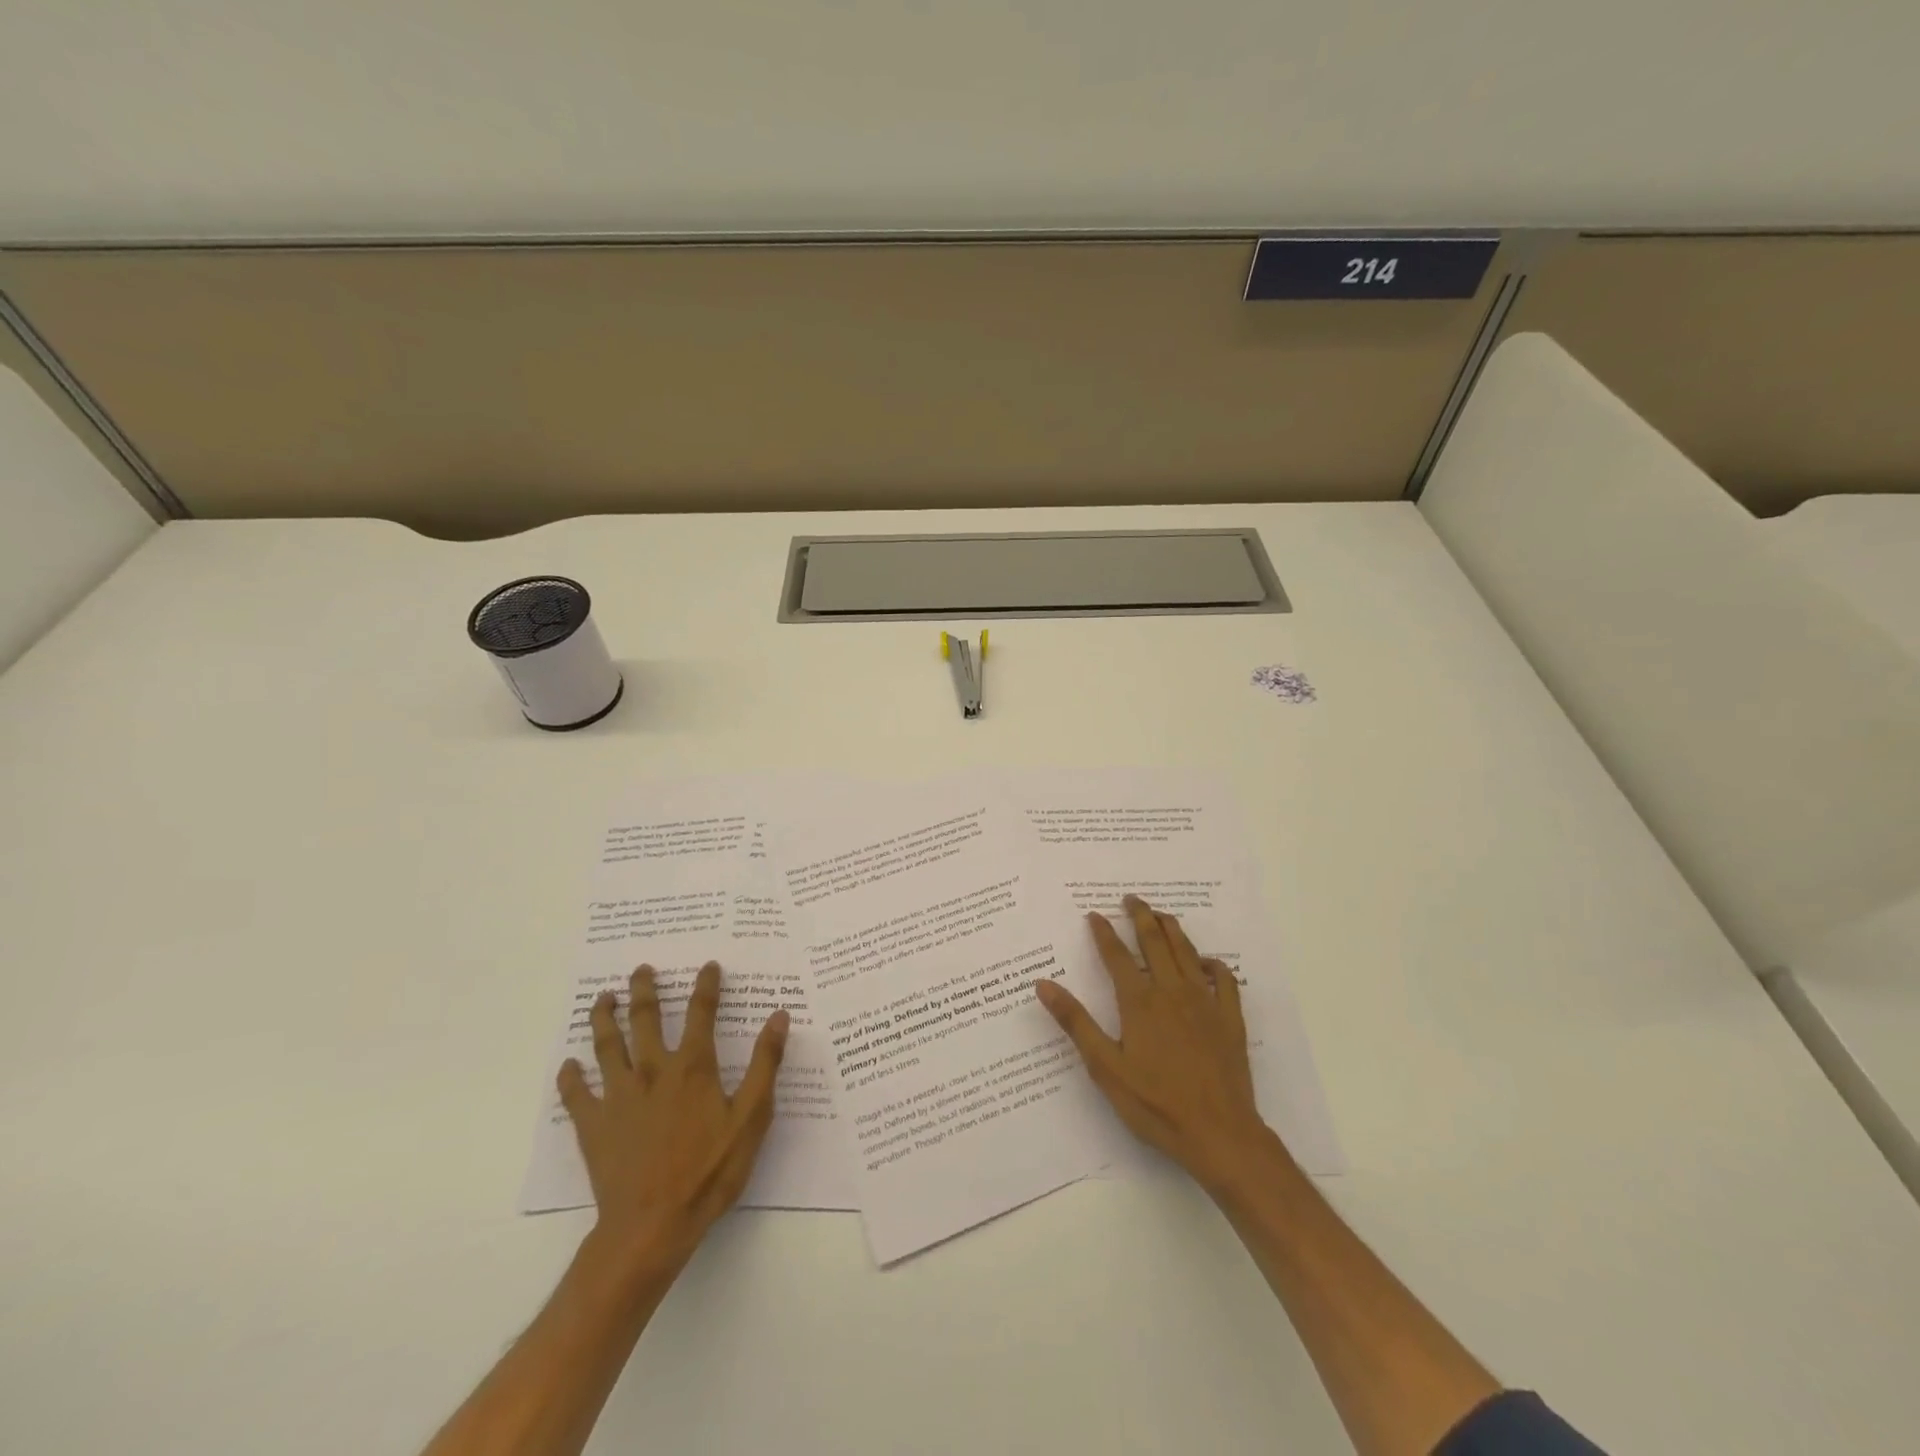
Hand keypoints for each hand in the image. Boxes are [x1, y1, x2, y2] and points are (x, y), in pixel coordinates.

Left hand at [558, 961, 789, 1273]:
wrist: (652, 1226)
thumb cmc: (709, 1171)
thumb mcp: (752, 1117)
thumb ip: (765, 1064)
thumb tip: (778, 1016)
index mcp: (692, 1067)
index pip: (701, 1013)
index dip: (706, 986)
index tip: (708, 966)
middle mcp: (652, 1070)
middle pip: (645, 1019)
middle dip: (644, 990)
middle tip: (641, 969)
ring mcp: (618, 1097)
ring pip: (607, 1046)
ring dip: (604, 1018)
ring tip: (602, 999)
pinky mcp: (593, 1126)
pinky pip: (576, 1095)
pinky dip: (571, 1078)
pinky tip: (569, 1066)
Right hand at [1036, 896, 1272, 1195]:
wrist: (1220, 1134)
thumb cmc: (1155, 1104)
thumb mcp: (1105, 1067)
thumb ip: (1075, 1022)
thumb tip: (1043, 984)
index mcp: (1139, 1002)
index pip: (1117, 956)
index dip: (1104, 932)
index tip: (1094, 914)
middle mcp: (1172, 991)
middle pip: (1155, 941)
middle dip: (1140, 916)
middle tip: (1130, 898)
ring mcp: (1205, 1002)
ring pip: (1187, 952)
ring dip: (1172, 928)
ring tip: (1160, 914)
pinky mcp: (1230, 1019)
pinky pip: (1224, 979)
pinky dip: (1213, 963)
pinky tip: (1206, 961)